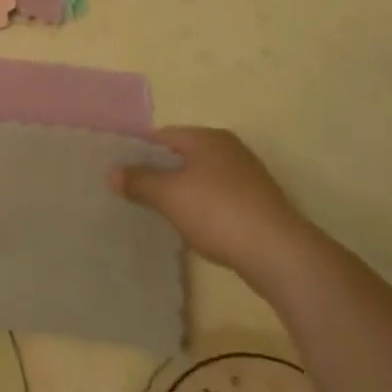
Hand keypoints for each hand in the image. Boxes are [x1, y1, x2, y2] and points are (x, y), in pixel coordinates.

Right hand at [111, 127, 317, 284]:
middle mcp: (229, 148)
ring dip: (184, 192)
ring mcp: (249, 176)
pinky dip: (206, 208)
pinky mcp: (261, 204)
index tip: (122, 175)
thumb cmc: (217, 212)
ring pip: (203, 178)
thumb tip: (111, 172)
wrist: (281, 255)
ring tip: (164, 214)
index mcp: (206, 137)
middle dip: (161, 174)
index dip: (139, 154)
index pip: (162, 136)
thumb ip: (138, 181)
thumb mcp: (168, 196)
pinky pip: (221, 198)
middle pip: (183, 156)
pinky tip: (198, 228)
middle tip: (138, 195)